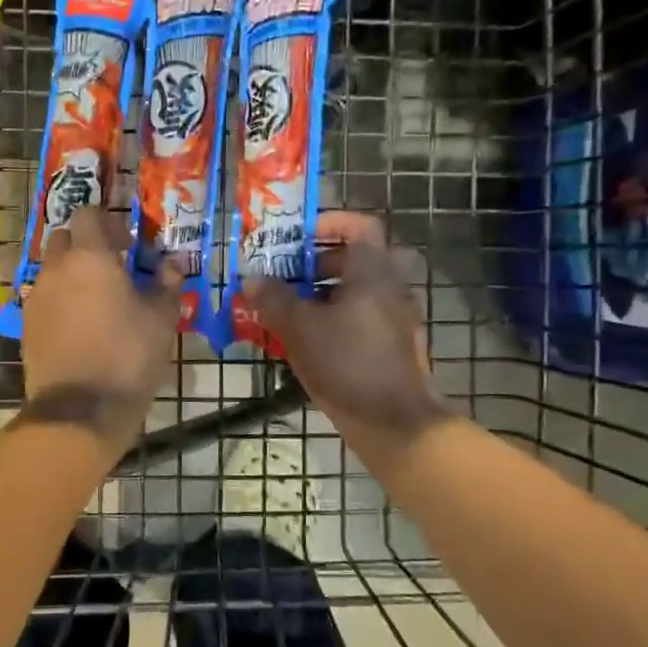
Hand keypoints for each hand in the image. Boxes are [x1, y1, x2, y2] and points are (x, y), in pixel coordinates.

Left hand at [18, 207, 183, 452]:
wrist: (79, 409)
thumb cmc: (128, 356)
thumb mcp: (162, 320)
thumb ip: (167, 285)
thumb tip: (170, 266)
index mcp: (90, 257)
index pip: (87, 214)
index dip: (107, 223)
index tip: (127, 245)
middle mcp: (56, 268)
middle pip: (63, 238)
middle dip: (85, 245)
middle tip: (112, 268)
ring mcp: (36, 296)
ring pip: (51, 268)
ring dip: (71, 273)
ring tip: (97, 300)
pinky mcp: (25, 323)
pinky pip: (43, 297)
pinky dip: (59, 299)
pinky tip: (79, 324)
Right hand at [245, 211, 447, 465]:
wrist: (396, 424)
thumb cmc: (347, 364)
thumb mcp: (300, 328)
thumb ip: (273, 298)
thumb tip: (251, 278)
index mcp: (373, 273)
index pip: (360, 226)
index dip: (328, 222)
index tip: (297, 236)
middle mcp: (389, 289)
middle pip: (352, 259)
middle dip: (312, 263)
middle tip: (280, 274)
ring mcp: (393, 319)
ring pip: (352, 292)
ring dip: (317, 293)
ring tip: (283, 309)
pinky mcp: (390, 346)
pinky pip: (357, 318)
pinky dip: (330, 319)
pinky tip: (302, 342)